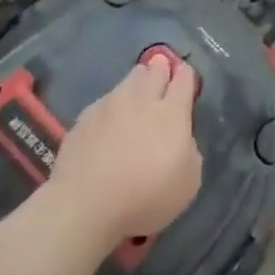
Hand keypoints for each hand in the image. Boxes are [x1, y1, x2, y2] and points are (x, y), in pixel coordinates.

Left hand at [51, 56, 202, 243]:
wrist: (85, 206)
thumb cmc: (145, 197)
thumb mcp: (188, 182)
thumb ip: (190, 151)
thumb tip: (181, 139)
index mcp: (172, 113)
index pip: (184, 80)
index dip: (187, 77)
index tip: (186, 78)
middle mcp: (142, 100)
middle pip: (155, 71)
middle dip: (161, 68)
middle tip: (162, 71)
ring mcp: (110, 106)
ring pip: (128, 80)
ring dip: (137, 80)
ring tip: (138, 89)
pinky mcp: (84, 118)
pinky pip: (105, 100)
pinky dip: (112, 103)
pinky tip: (110, 117)